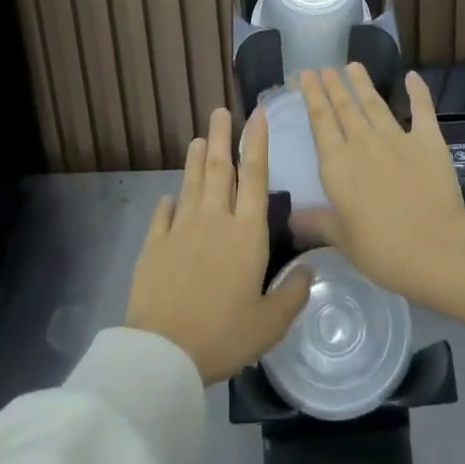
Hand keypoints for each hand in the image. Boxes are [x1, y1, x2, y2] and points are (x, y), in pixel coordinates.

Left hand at [125, 107, 311, 384]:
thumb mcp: (270, 323)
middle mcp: (215, 221)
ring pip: (191, 184)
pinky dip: (168, 203)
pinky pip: (163, 216)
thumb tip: (310, 269)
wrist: (163, 352)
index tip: (256, 116)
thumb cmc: (223, 335)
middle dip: (222, 137)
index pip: (256, 177)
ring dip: (196, 160)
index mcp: (247, 234)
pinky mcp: (154, 246)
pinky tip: (169, 196)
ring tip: (199, 139)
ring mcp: (181, 230)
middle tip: (219, 111)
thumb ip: (294, 294)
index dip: (257, 144)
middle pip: (221, 170)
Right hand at [291, 66, 464, 336]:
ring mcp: (397, 138)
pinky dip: (417, 91)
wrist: (433, 247)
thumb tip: (291, 220)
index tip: (305, 75)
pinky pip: (421, 110)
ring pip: (374, 103)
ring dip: (362, 83)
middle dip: (333, 85)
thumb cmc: (381, 249)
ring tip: (353, 65)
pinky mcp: (428, 141)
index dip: (312, 96)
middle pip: (344, 107)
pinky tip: (412, 76)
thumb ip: (318, 223)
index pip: (320, 121)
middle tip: (324, 67)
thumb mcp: (343, 240)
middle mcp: (362, 143)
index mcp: (337, 165)